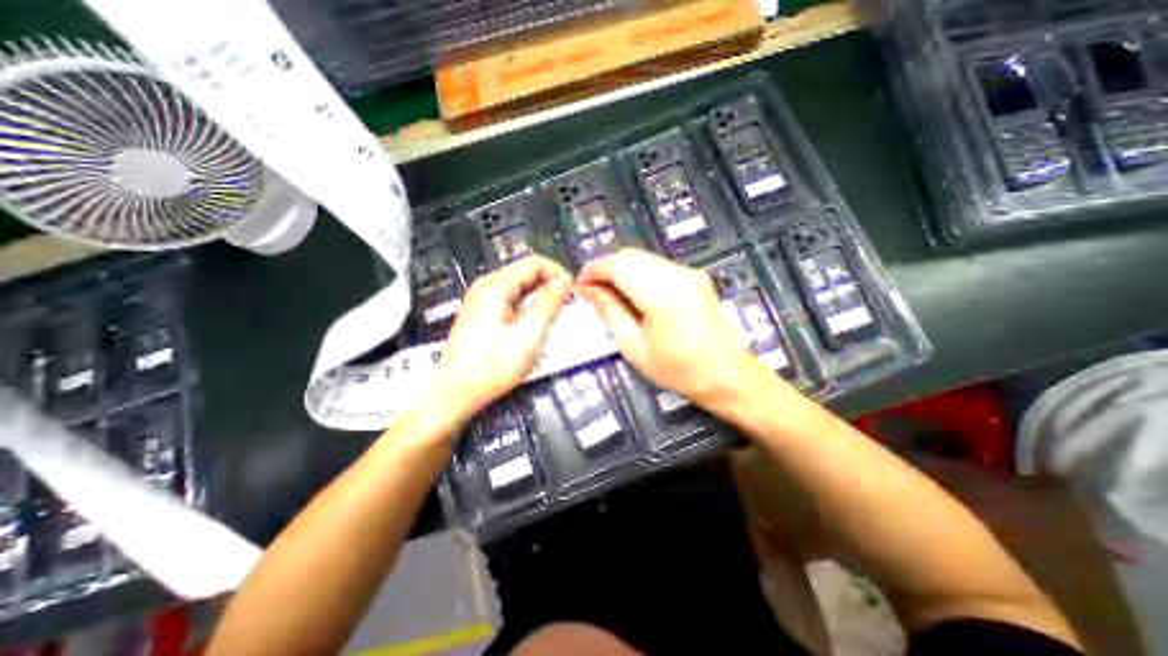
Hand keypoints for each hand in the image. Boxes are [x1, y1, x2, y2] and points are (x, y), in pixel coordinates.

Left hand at [431, 257, 573, 424]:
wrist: (456, 393)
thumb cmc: (493, 366)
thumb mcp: (529, 334)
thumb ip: (549, 304)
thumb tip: (563, 281)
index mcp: (496, 286)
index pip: (535, 263)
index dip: (558, 274)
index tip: (572, 295)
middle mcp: (487, 287)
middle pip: (527, 274)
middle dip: (550, 288)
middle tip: (564, 311)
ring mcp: (482, 300)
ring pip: (521, 289)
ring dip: (540, 301)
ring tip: (551, 322)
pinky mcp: (482, 314)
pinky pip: (512, 302)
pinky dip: (528, 310)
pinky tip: (533, 329)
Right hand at [576, 249, 763, 406]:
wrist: (724, 374)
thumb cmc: (677, 369)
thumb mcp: (634, 346)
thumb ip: (609, 311)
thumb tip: (588, 289)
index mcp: (663, 296)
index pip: (618, 266)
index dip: (594, 270)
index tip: (580, 285)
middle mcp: (678, 275)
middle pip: (630, 256)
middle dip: (605, 269)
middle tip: (592, 291)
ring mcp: (689, 272)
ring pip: (642, 257)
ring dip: (621, 271)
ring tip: (610, 294)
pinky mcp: (694, 275)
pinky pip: (656, 265)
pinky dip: (637, 274)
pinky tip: (632, 294)